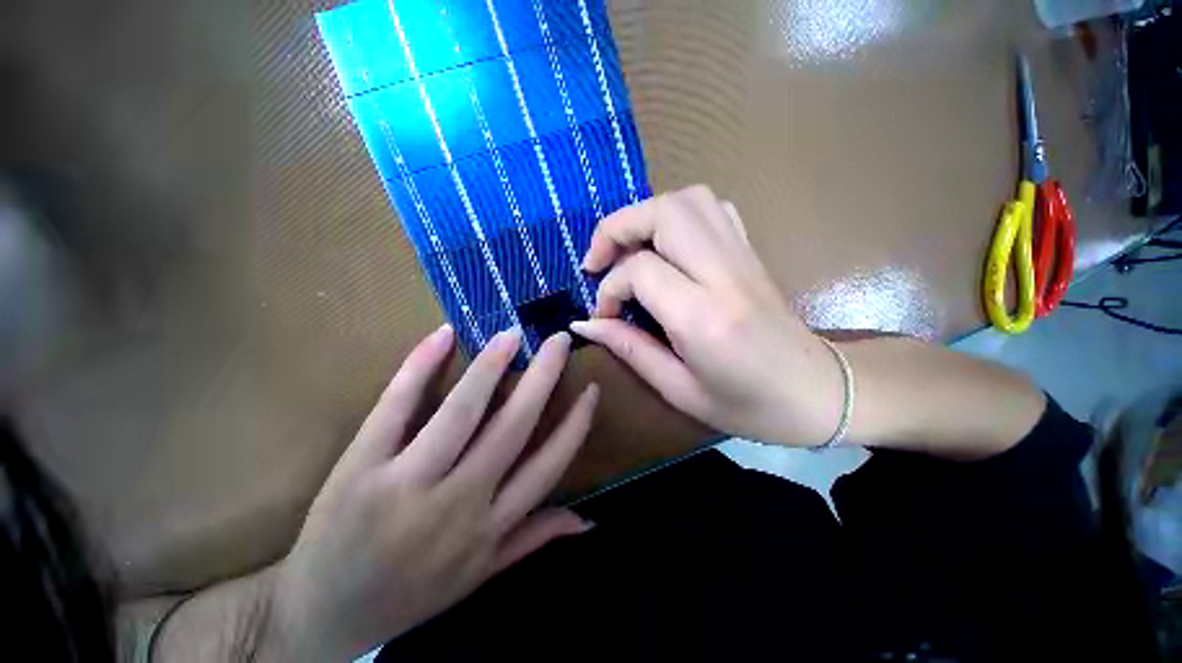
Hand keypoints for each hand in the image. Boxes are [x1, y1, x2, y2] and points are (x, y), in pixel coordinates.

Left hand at [263, 327, 597, 660]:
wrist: (323, 616)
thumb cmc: (411, 594)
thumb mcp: (480, 575)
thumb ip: (534, 538)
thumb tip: (588, 519)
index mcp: (489, 527)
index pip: (548, 465)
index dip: (575, 424)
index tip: (592, 389)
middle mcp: (457, 503)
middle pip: (512, 427)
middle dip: (543, 377)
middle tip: (559, 340)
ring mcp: (406, 483)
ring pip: (461, 412)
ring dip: (491, 366)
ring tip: (511, 334)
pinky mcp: (361, 466)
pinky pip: (396, 407)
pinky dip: (419, 367)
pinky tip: (443, 336)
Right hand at [572, 185, 842, 446]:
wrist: (819, 393)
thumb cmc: (748, 406)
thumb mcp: (679, 390)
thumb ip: (629, 349)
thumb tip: (584, 324)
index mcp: (704, 317)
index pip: (640, 271)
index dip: (609, 288)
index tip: (602, 315)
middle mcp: (724, 274)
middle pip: (663, 213)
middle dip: (617, 228)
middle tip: (598, 261)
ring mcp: (742, 256)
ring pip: (687, 200)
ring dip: (645, 216)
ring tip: (627, 250)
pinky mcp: (750, 251)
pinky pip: (711, 209)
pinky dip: (678, 216)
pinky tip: (666, 247)